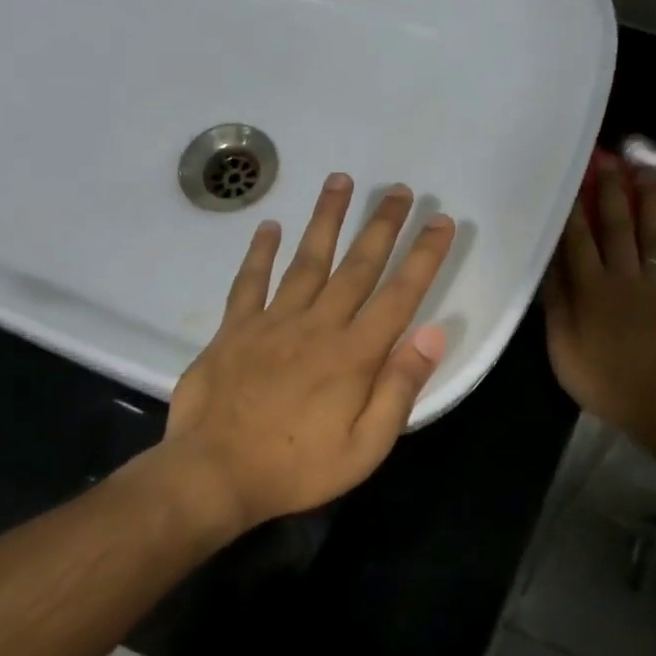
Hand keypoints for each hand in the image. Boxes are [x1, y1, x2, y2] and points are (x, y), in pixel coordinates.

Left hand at [161, 174, 454, 531]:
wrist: (214, 474)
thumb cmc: (296, 469)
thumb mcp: (365, 447)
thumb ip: (399, 389)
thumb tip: (432, 335)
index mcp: (354, 356)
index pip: (399, 296)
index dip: (424, 257)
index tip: (441, 221)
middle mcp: (317, 326)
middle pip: (357, 266)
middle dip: (382, 225)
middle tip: (399, 189)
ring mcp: (272, 323)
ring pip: (306, 260)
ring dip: (326, 220)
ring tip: (340, 181)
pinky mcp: (234, 330)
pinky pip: (250, 282)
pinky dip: (260, 253)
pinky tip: (270, 227)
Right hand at [542, 157, 655, 440]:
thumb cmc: (604, 380)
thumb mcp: (563, 349)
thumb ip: (556, 306)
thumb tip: (549, 268)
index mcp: (591, 290)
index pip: (578, 241)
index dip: (573, 210)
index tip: (570, 178)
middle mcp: (624, 279)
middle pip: (618, 228)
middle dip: (612, 192)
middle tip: (610, 159)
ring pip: (652, 236)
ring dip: (649, 202)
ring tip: (648, 173)